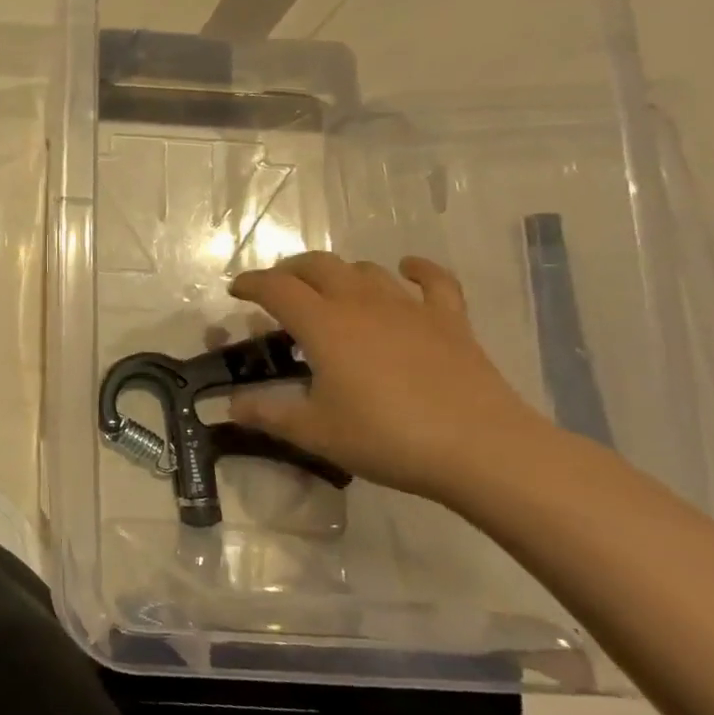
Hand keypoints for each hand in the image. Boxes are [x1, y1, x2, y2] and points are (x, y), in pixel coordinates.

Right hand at [228, 252, 550, 503]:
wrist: (482, 449)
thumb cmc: (387, 437)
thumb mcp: (315, 432)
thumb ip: (268, 414)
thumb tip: (231, 405)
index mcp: (323, 324)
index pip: (276, 288)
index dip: (250, 284)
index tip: (235, 291)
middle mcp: (360, 303)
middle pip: (318, 266)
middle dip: (290, 270)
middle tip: (277, 289)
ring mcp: (409, 308)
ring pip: (365, 270)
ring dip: (340, 273)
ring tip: (329, 290)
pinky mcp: (449, 320)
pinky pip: (433, 280)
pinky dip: (416, 269)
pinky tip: (407, 269)